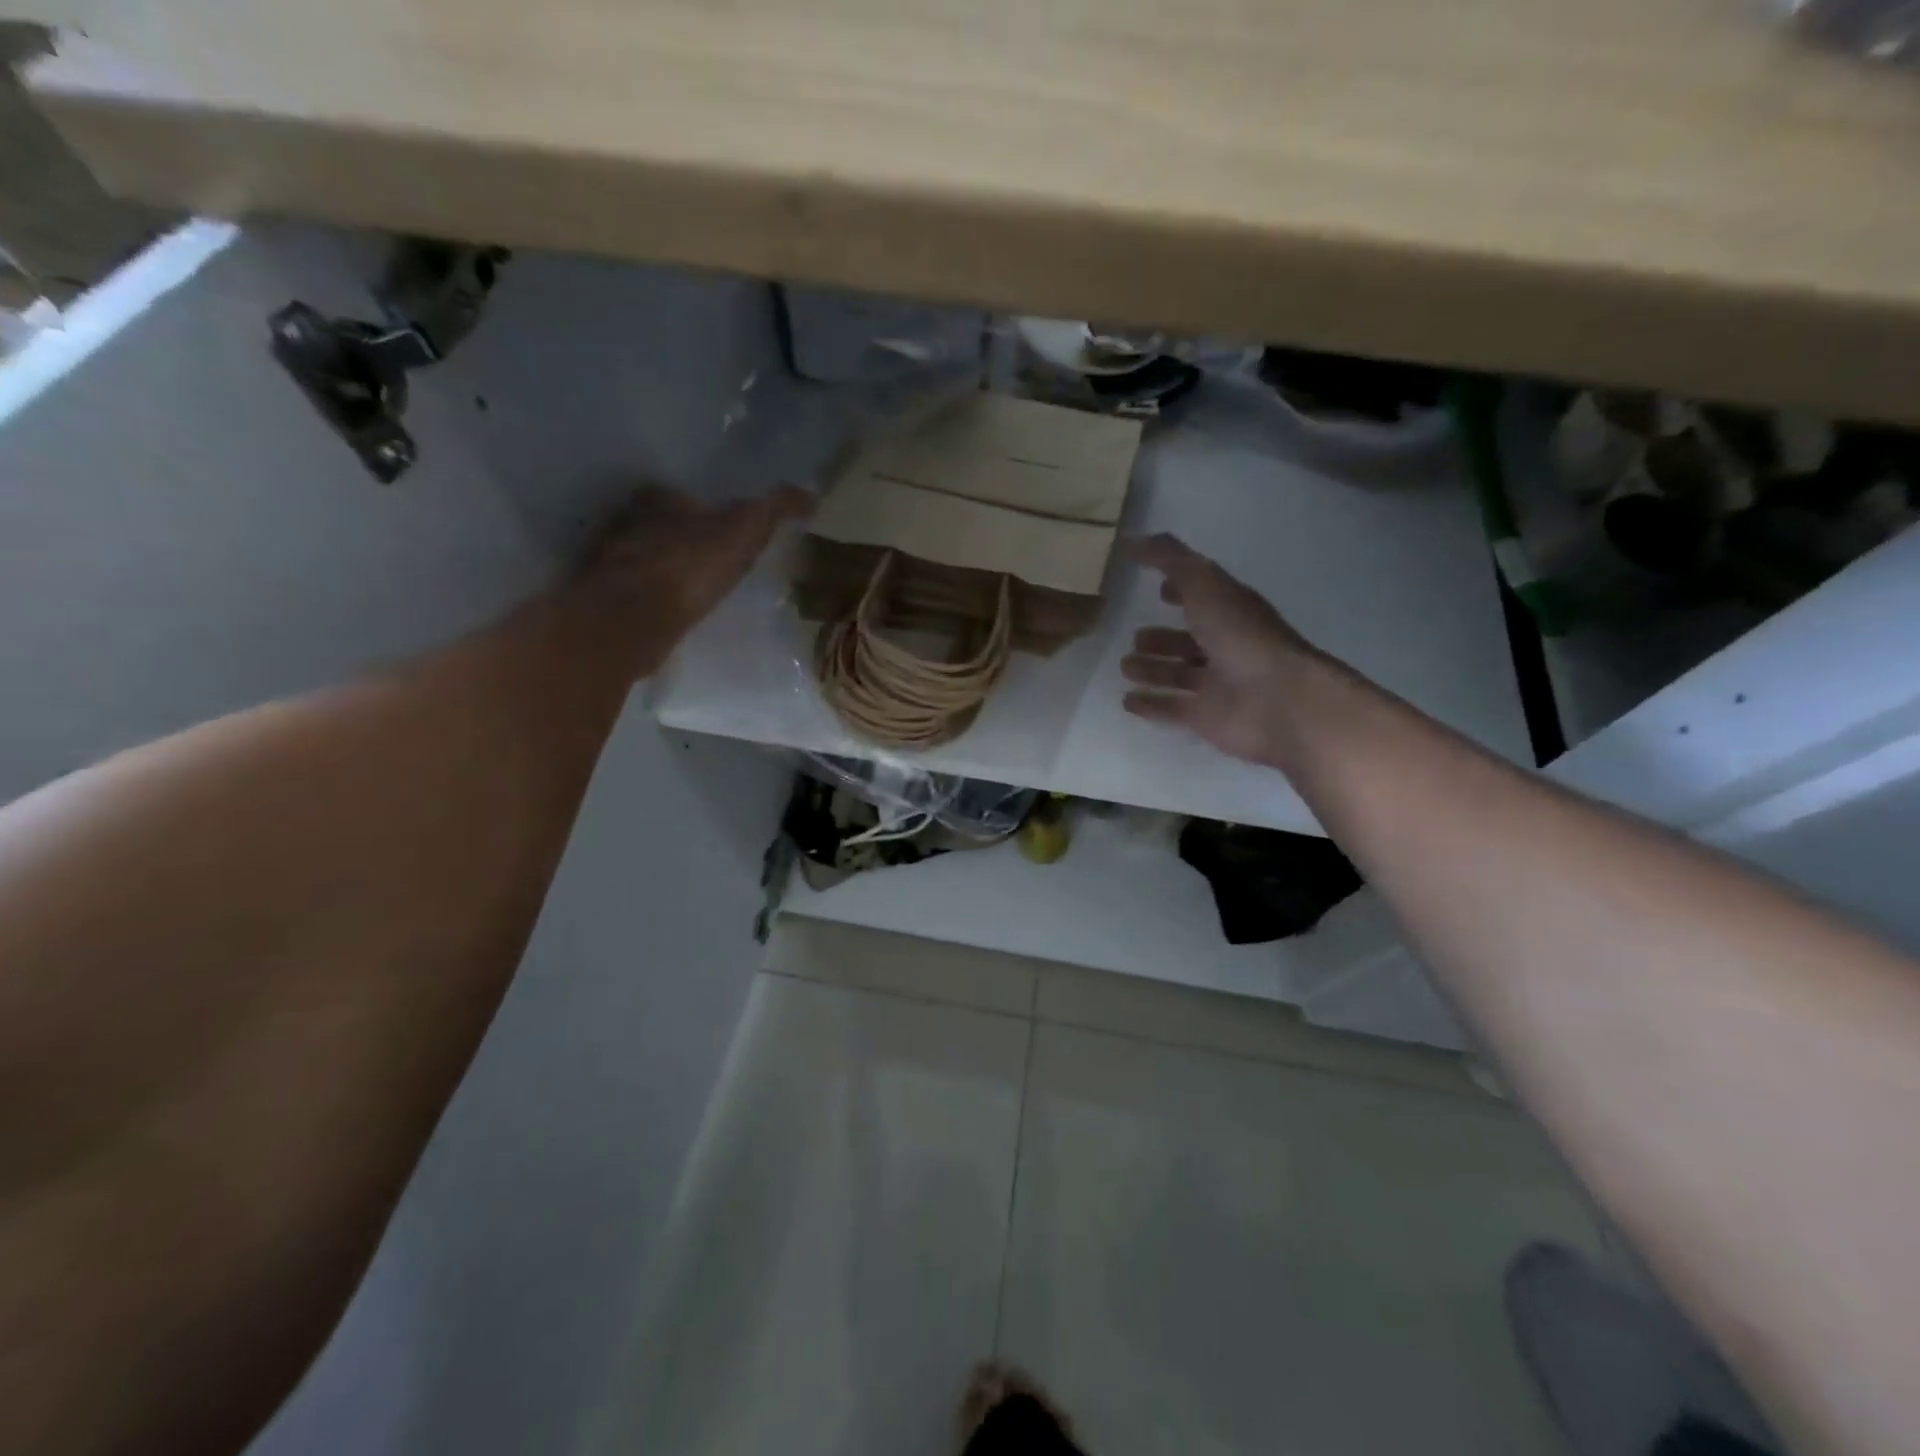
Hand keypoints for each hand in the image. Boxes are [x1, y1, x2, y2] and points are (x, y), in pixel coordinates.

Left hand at [567, 485, 811, 679]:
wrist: (638, 616)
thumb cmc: (691, 565)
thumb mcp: (746, 530)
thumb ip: (775, 509)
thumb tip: (810, 494)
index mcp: (658, 499)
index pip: (679, 495)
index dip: (699, 508)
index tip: (718, 525)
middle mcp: (628, 523)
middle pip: (657, 525)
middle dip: (678, 537)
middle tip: (706, 558)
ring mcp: (613, 563)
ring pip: (642, 558)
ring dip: (662, 569)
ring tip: (690, 589)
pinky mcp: (607, 601)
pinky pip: (634, 593)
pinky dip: (649, 599)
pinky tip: (670, 612)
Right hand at [1122, 534, 1319, 766]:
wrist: (1277, 701)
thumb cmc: (1242, 637)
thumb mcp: (1204, 584)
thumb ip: (1169, 560)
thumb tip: (1132, 540)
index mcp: (1230, 611)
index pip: (1203, 596)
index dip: (1182, 590)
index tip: (1158, 588)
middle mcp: (1225, 646)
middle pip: (1188, 641)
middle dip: (1162, 639)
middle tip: (1134, 638)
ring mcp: (1216, 684)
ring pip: (1178, 675)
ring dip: (1153, 671)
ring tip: (1125, 667)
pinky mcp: (1205, 718)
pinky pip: (1172, 708)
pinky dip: (1151, 705)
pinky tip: (1128, 702)